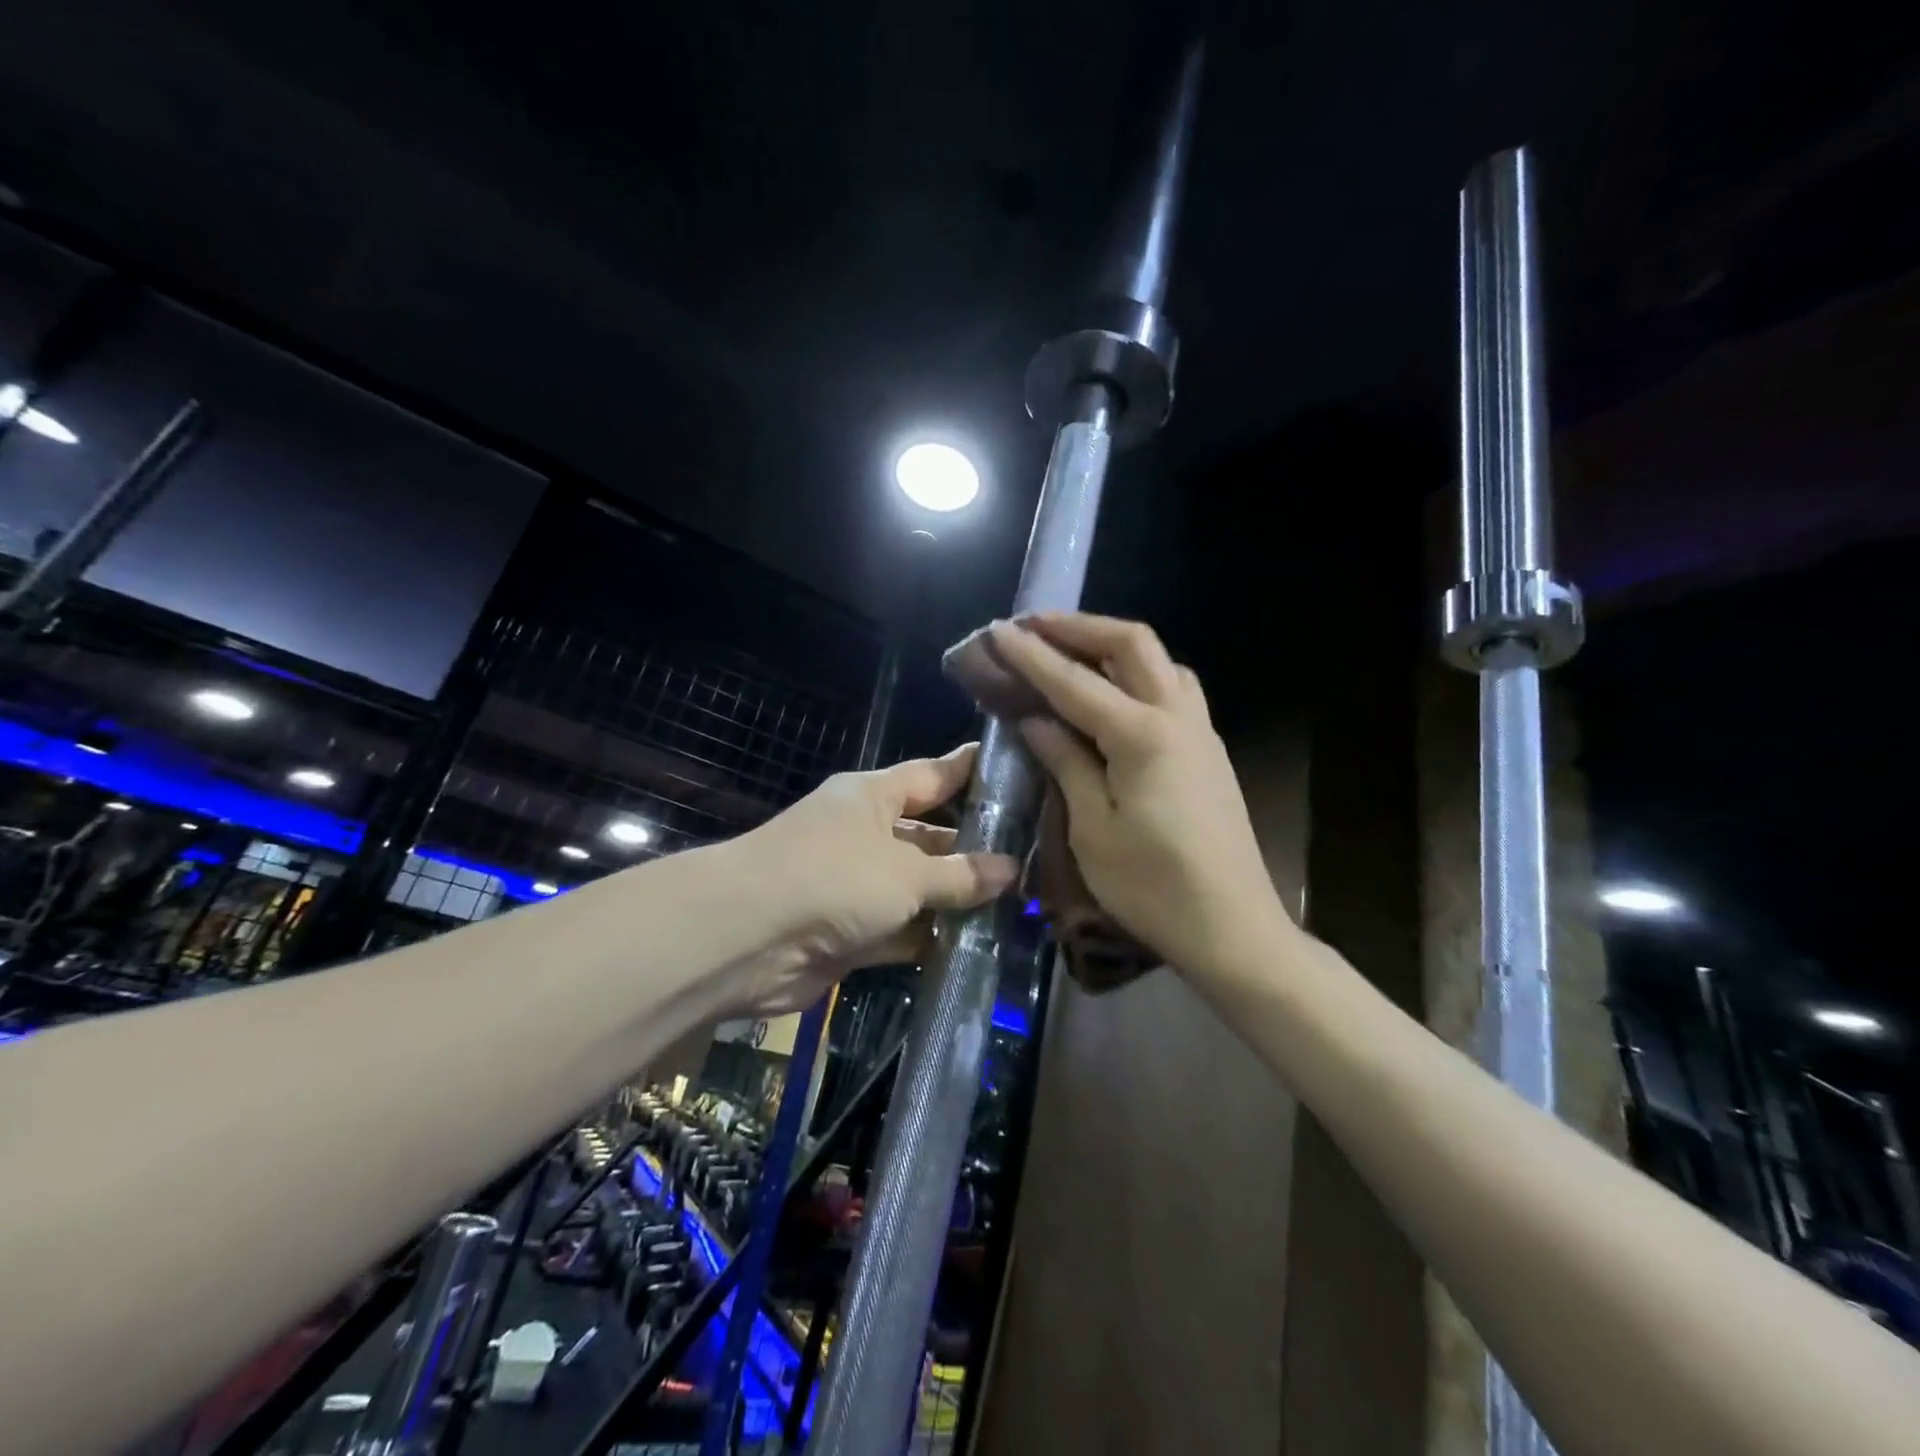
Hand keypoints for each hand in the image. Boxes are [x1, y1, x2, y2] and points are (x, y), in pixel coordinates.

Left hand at [725, 744, 1017, 1012]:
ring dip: (955, 900)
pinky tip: (975, 947)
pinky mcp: (847, 932)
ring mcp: (853, 885)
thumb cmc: (833, 878)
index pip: (932, 775)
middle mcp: (863, 834)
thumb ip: (959, 874)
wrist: (746, 939)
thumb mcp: (906, 871)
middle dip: (973, 849)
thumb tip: (1011, 870)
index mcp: (872, 797)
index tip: (1015, 771)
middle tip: (1032, 858)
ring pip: (916, 887)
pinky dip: (928, 939)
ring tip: (1017, 907)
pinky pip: (899, 931)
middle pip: (928, 836)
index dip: (970, 772)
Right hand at [989, 614, 1290, 979]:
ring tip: (1072, 653)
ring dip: (1113, 646)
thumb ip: (1065, 762)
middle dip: (1080, 627)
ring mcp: (1201, 732)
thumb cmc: (1153, 888)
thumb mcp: (1093, 829)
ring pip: (1160, 661)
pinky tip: (1114, 696)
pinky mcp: (1209, 752)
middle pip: (1132, 644)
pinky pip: (1173, 689)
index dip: (1032, 655)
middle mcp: (1178, 718)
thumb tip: (1037, 719)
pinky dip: (1138, 674)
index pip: (1075, 682)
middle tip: (1035, 626)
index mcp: (1143, 736)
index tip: (997, 631)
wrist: (1234, 930)